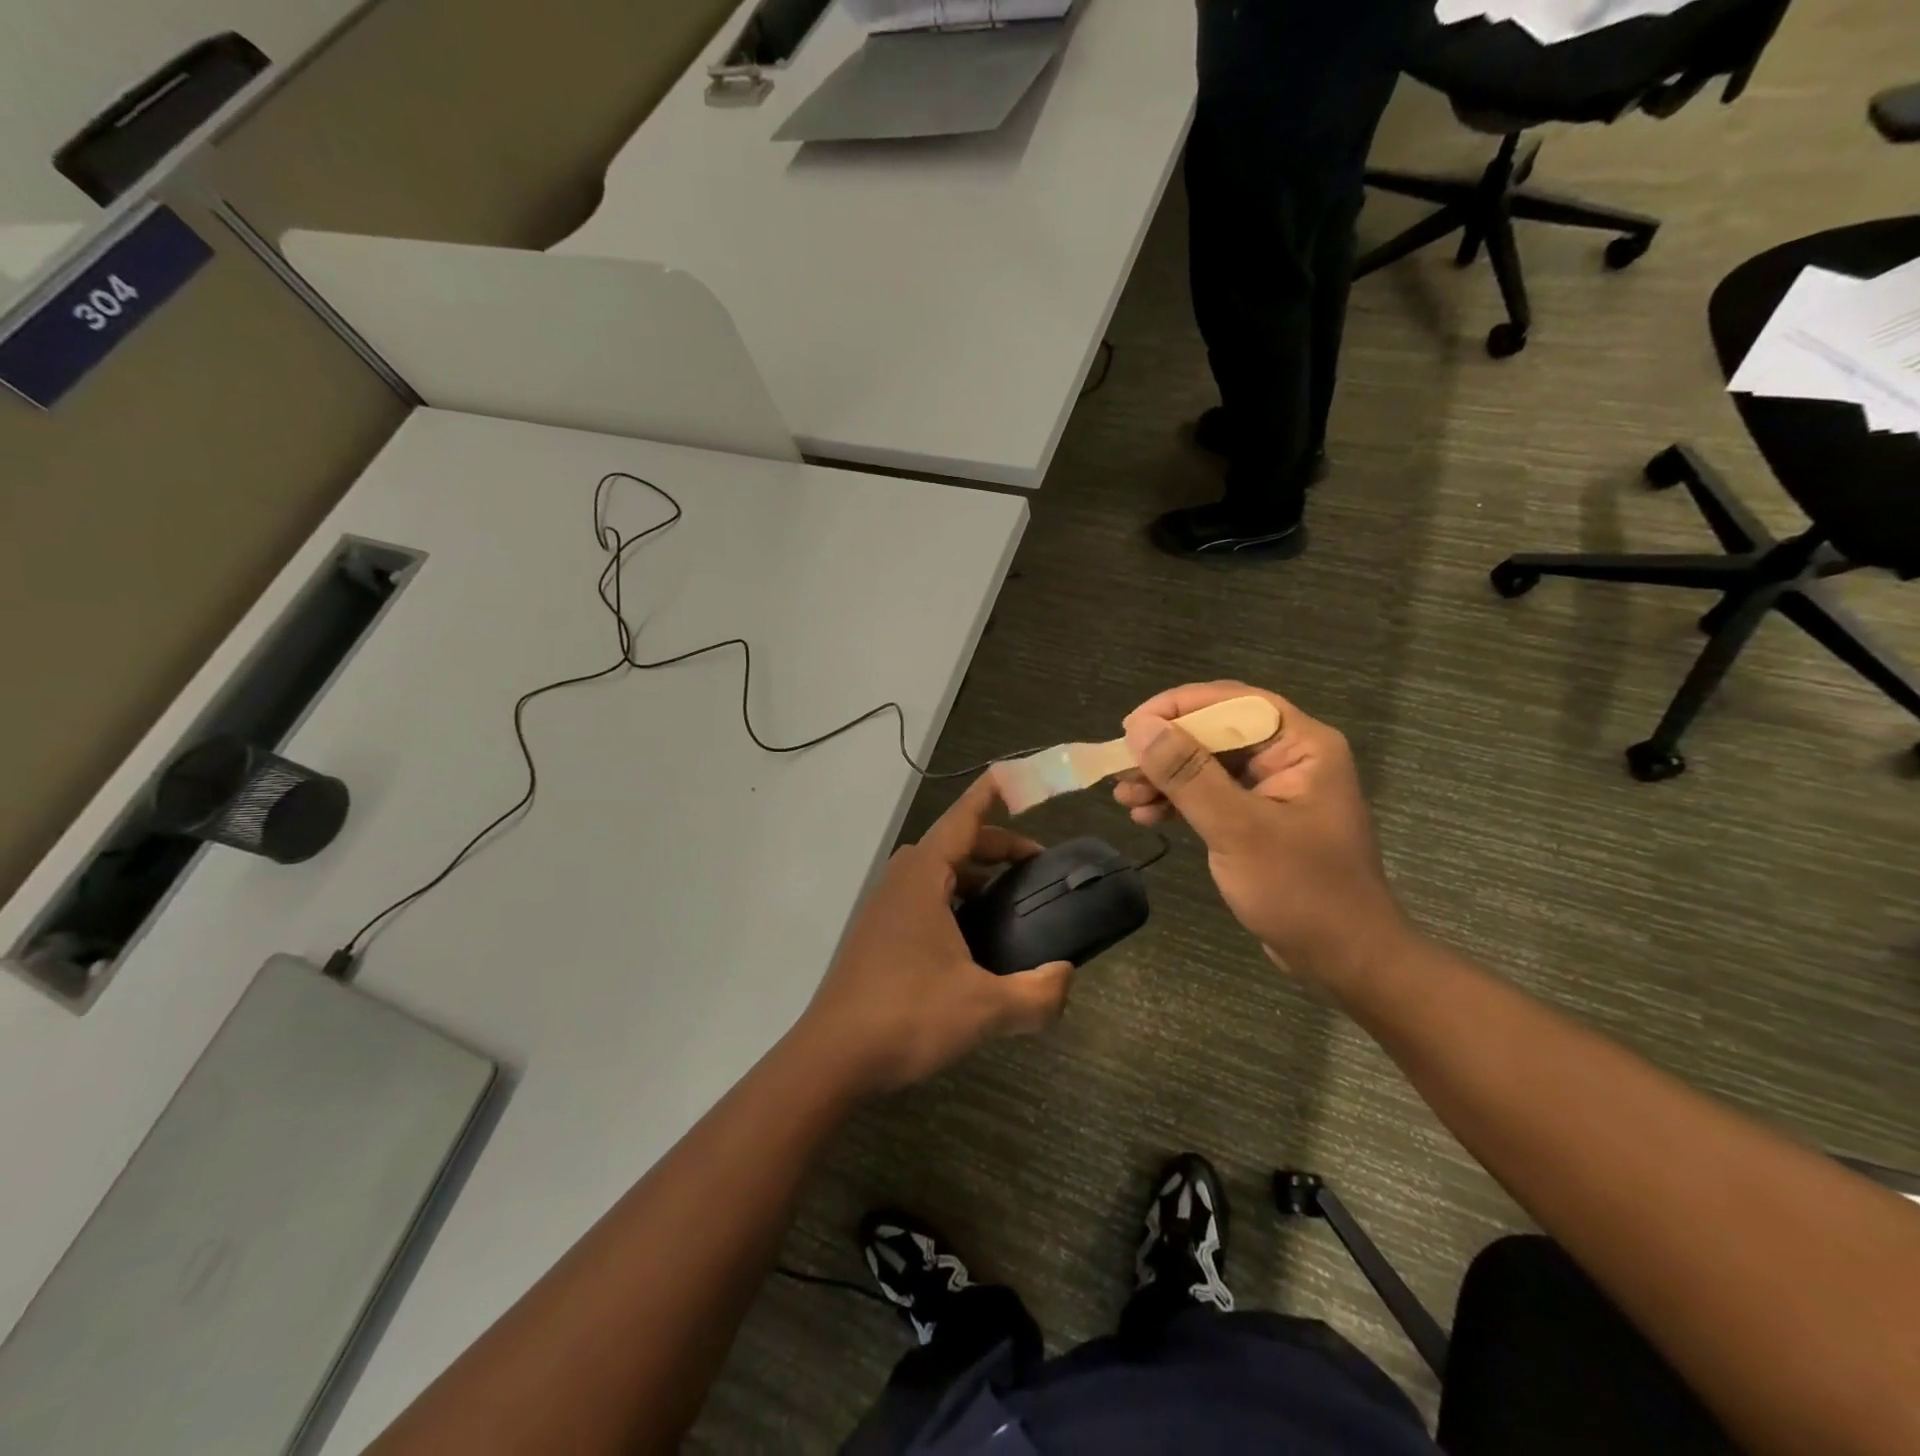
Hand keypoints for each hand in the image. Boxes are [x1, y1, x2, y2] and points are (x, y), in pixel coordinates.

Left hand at [793, 774, 1073, 1096]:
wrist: (832, 1057)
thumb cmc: (907, 1016)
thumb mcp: (983, 1009)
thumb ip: (1036, 995)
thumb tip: (1067, 978)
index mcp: (923, 877)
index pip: (963, 819)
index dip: (990, 795)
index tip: (1014, 775)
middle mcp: (900, 881)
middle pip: (954, 844)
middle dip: (996, 846)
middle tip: (1036, 866)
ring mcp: (884, 908)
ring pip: (936, 873)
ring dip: (974, 875)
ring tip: (1010, 902)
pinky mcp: (877, 935)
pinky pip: (923, 898)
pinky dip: (954, 900)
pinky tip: (973, 942)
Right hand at [1113, 682, 1408, 989]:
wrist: (1345, 960)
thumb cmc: (1301, 891)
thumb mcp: (1238, 829)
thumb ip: (1188, 774)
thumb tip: (1141, 727)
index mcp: (1301, 745)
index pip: (1233, 701)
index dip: (1178, 707)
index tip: (1131, 728)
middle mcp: (1289, 758)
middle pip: (1215, 732)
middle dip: (1165, 750)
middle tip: (1121, 769)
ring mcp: (1274, 790)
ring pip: (1207, 765)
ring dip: (1165, 778)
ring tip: (1126, 799)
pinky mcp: (1259, 819)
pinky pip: (1211, 795)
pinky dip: (1179, 802)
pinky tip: (1148, 816)